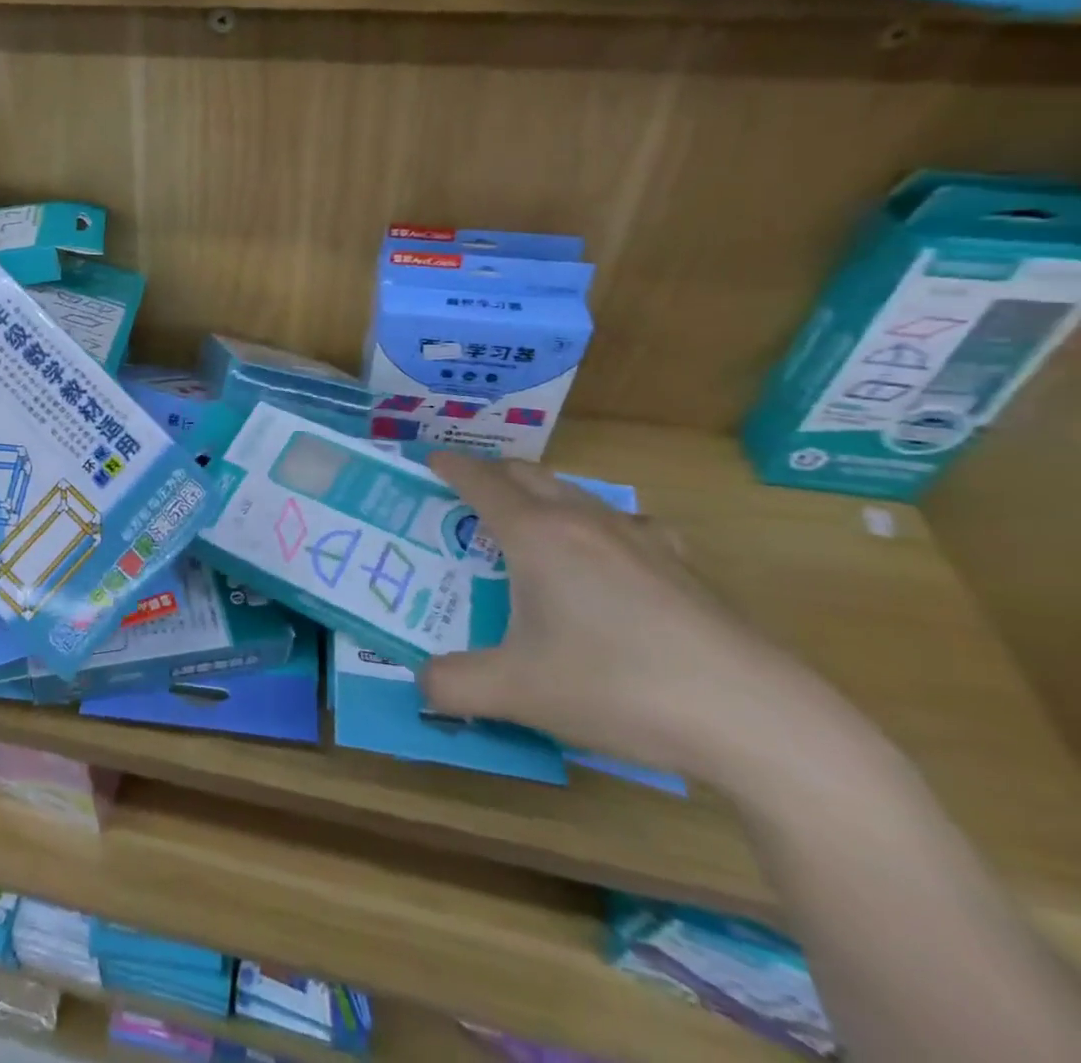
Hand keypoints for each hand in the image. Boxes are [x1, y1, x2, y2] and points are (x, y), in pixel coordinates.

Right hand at [419, 452, 810, 777]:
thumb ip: (453, 685)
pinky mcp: (681, 565)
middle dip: (491, 475)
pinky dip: (596, 525)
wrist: (755, 718)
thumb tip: (423, 683)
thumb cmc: (618, 687)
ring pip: (576, 493)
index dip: (449, 466)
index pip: (480, 481)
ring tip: (528, 526)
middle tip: (466, 498)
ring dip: (542, 495)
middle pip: (527, 474)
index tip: (428, 460)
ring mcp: (639, 538)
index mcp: (536, 535)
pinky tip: (608, 560)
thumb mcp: (517, 693)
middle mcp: (583, 521)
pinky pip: (624, 523)